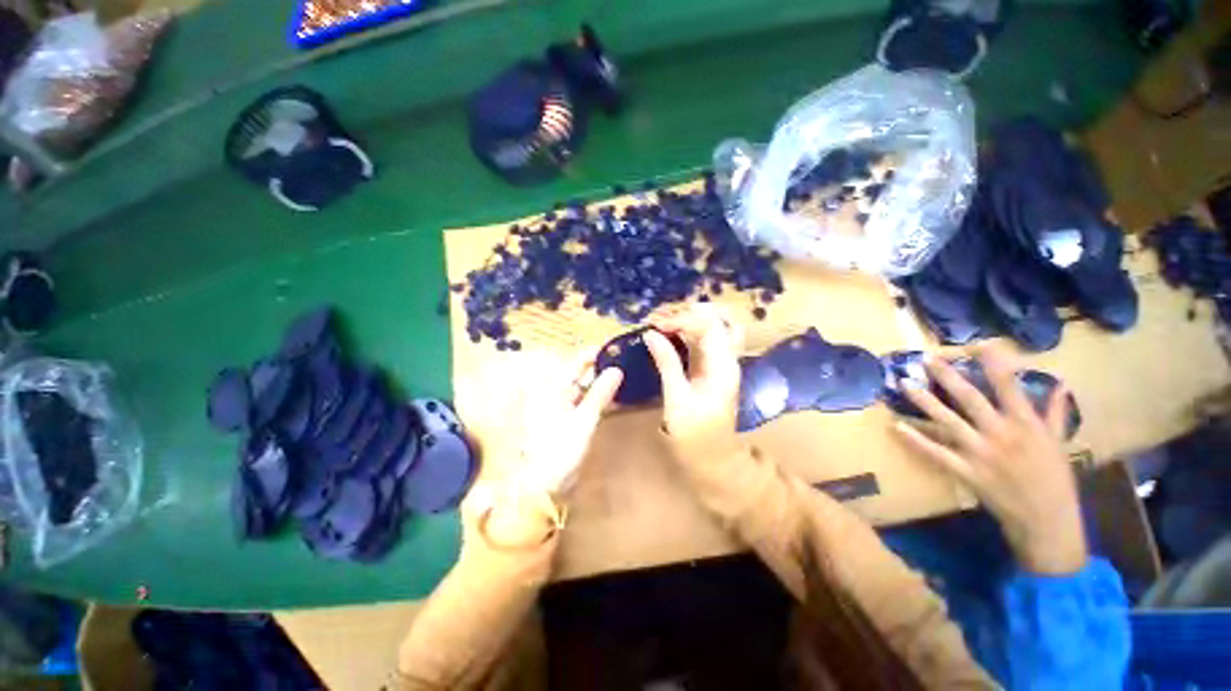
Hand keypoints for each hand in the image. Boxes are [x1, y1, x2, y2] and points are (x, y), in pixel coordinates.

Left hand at [484, 351, 621, 546]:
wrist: (543, 487)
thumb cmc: (559, 451)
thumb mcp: (583, 421)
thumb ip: (600, 394)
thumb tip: (617, 369)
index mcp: (553, 388)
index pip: (577, 362)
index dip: (596, 354)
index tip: (617, 349)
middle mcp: (556, 393)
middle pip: (582, 374)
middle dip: (603, 369)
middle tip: (627, 363)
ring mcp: (563, 407)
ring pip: (586, 389)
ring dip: (604, 385)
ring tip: (627, 378)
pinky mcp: (569, 421)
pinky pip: (587, 404)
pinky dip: (600, 400)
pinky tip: (617, 399)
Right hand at [645, 306, 743, 456]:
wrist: (713, 457)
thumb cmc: (695, 433)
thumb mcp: (677, 398)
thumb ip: (667, 363)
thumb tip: (651, 334)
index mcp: (723, 365)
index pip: (708, 325)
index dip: (680, 319)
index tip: (654, 325)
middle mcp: (727, 358)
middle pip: (716, 318)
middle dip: (686, 312)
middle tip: (658, 318)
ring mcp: (721, 361)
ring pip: (712, 325)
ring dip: (688, 318)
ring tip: (661, 321)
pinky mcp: (712, 366)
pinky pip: (704, 339)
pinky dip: (687, 330)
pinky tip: (669, 332)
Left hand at [894, 344, 1087, 574]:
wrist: (1047, 521)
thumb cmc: (1055, 479)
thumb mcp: (1059, 442)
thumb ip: (1055, 411)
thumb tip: (1060, 382)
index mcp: (1027, 425)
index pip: (1008, 387)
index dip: (994, 363)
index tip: (978, 344)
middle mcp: (1002, 434)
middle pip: (970, 399)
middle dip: (947, 377)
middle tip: (925, 359)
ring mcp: (981, 453)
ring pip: (948, 421)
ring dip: (924, 401)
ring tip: (903, 383)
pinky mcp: (967, 472)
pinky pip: (937, 453)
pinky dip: (917, 440)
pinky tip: (897, 427)